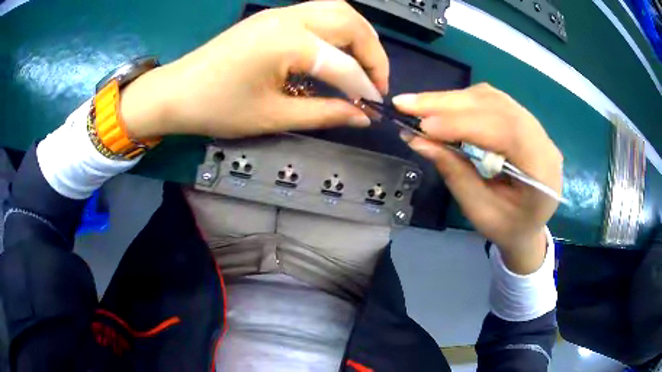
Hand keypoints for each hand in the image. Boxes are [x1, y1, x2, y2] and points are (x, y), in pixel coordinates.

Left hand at [120, 1, 388, 138]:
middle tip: (375, 81)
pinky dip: (339, 29)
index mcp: (288, 42)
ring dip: (360, 34)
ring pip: (338, 10)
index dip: (365, 87)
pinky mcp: (273, 16)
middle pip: (351, 21)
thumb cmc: (218, 108)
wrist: (176, 92)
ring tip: (362, 64)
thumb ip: (324, 113)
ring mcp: (280, 13)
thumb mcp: (273, 116)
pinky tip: (338, 50)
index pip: (343, 64)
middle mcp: (290, 18)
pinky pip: (320, 12)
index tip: (374, 108)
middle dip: (373, 52)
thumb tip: (362, 116)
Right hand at [393, 84, 562, 273]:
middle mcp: (543, 139)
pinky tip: (443, 108)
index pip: (505, 131)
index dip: (463, 124)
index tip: (423, 126)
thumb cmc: (507, 227)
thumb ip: (455, 173)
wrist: (529, 227)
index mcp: (542, 169)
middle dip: (449, 104)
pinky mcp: (523, 120)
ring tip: (419, 105)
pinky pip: (492, 101)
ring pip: (492, 98)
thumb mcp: (480, 211)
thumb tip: (418, 140)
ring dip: (453, 99)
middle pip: (497, 106)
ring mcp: (535, 126)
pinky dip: (463, 101)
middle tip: (407, 103)